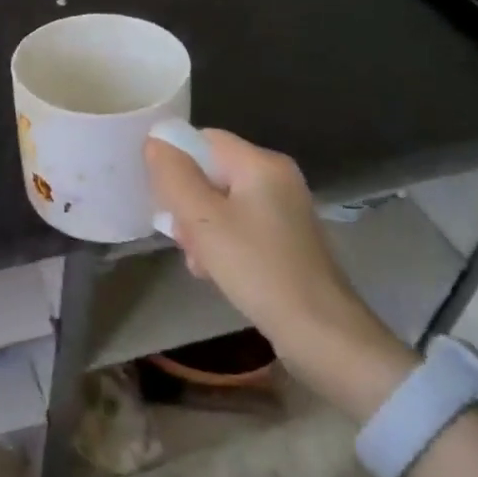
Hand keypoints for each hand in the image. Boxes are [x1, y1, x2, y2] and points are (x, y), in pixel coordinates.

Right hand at [144, 128, 414, 418]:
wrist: (322, 336)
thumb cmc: (258, 268)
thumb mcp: (203, 220)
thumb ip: (174, 175)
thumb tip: (155, 141)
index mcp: (262, 163)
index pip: (203, 140)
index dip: (176, 162)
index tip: (163, 198)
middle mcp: (277, 178)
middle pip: (211, 173)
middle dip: (187, 203)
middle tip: (181, 237)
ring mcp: (285, 211)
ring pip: (222, 203)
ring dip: (201, 228)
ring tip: (198, 261)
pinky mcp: (287, 241)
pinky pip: (240, 227)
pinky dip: (222, 243)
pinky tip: (214, 271)